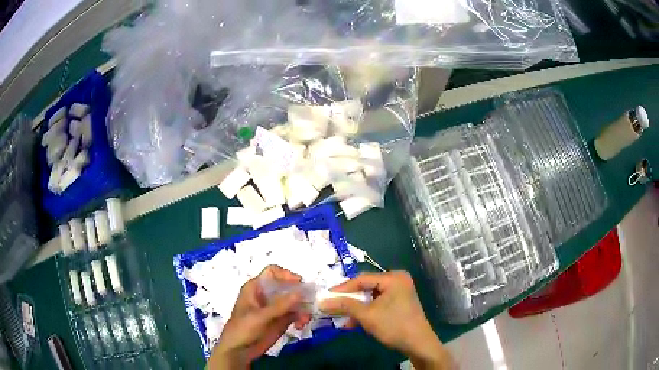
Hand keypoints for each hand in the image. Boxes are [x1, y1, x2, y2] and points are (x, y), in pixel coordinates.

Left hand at [208, 266, 310, 368]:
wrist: (239, 351)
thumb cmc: (243, 329)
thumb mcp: (259, 317)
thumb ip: (279, 305)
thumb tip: (300, 293)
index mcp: (255, 288)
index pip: (272, 272)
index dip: (286, 274)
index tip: (300, 283)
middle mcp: (266, 295)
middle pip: (286, 286)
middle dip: (299, 293)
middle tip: (310, 303)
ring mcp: (274, 308)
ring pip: (294, 301)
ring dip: (302, 308)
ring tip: (305, 320)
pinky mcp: (281, 320)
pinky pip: (295, 314)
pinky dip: (301, 317)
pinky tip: (300, 325)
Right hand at [319, 271, 451, 369]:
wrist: (418, 343)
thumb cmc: (393, 325)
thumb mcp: (367, 315)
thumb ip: (345, 305)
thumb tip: (322, 302)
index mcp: (393, 278)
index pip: (361, 279)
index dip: (342, 289)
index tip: (326, 297)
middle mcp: (397, 280)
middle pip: (366, 287)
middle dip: (349, 300)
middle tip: (332, 305)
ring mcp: (400, 292)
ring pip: (371, 297)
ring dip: (356, 308)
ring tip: (341, 317)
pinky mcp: (399, 303)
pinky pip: (378, 303)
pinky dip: (367, 312)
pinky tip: (353, 323)